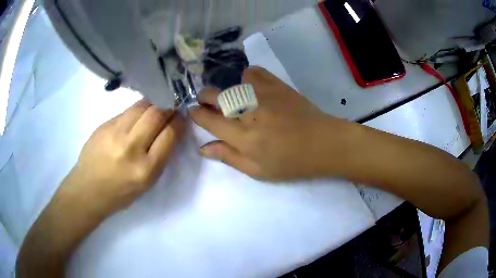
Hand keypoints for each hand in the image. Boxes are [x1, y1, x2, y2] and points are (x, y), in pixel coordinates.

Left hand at [61, 100, 182, 218]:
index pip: (169, 135)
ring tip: (154, 109)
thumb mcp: (147, 183)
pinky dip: (136, 111)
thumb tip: (170, 129)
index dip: (179, 122)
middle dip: (168, 108)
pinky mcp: (104, 125)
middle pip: (156, 114)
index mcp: (146, 169)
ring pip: (141, 106)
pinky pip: (126, 111)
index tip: (181, 117)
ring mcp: (114, 134)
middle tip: (170, 108)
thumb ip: (159, 156)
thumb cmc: (120, 193)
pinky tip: (136, 117)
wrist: (88, 190)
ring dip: (153, 105)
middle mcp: (130, 148)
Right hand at [190, 66, 350, 180]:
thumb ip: (228, 157)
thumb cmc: (291, 163)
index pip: (208, 120)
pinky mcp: (277, 85)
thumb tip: (203, 148)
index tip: (193, 112)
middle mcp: (249, 111)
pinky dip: (247, 77)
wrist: (324, 144)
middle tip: (207, 103)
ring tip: (233, 99)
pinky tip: (251, 86)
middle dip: (204, 97)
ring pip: (232, 83)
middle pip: (215, 95)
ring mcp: (263, 94)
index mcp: (243, 137)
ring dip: (226, 90)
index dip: (196, 115)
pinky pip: (254, 71)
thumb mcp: (258, 170)